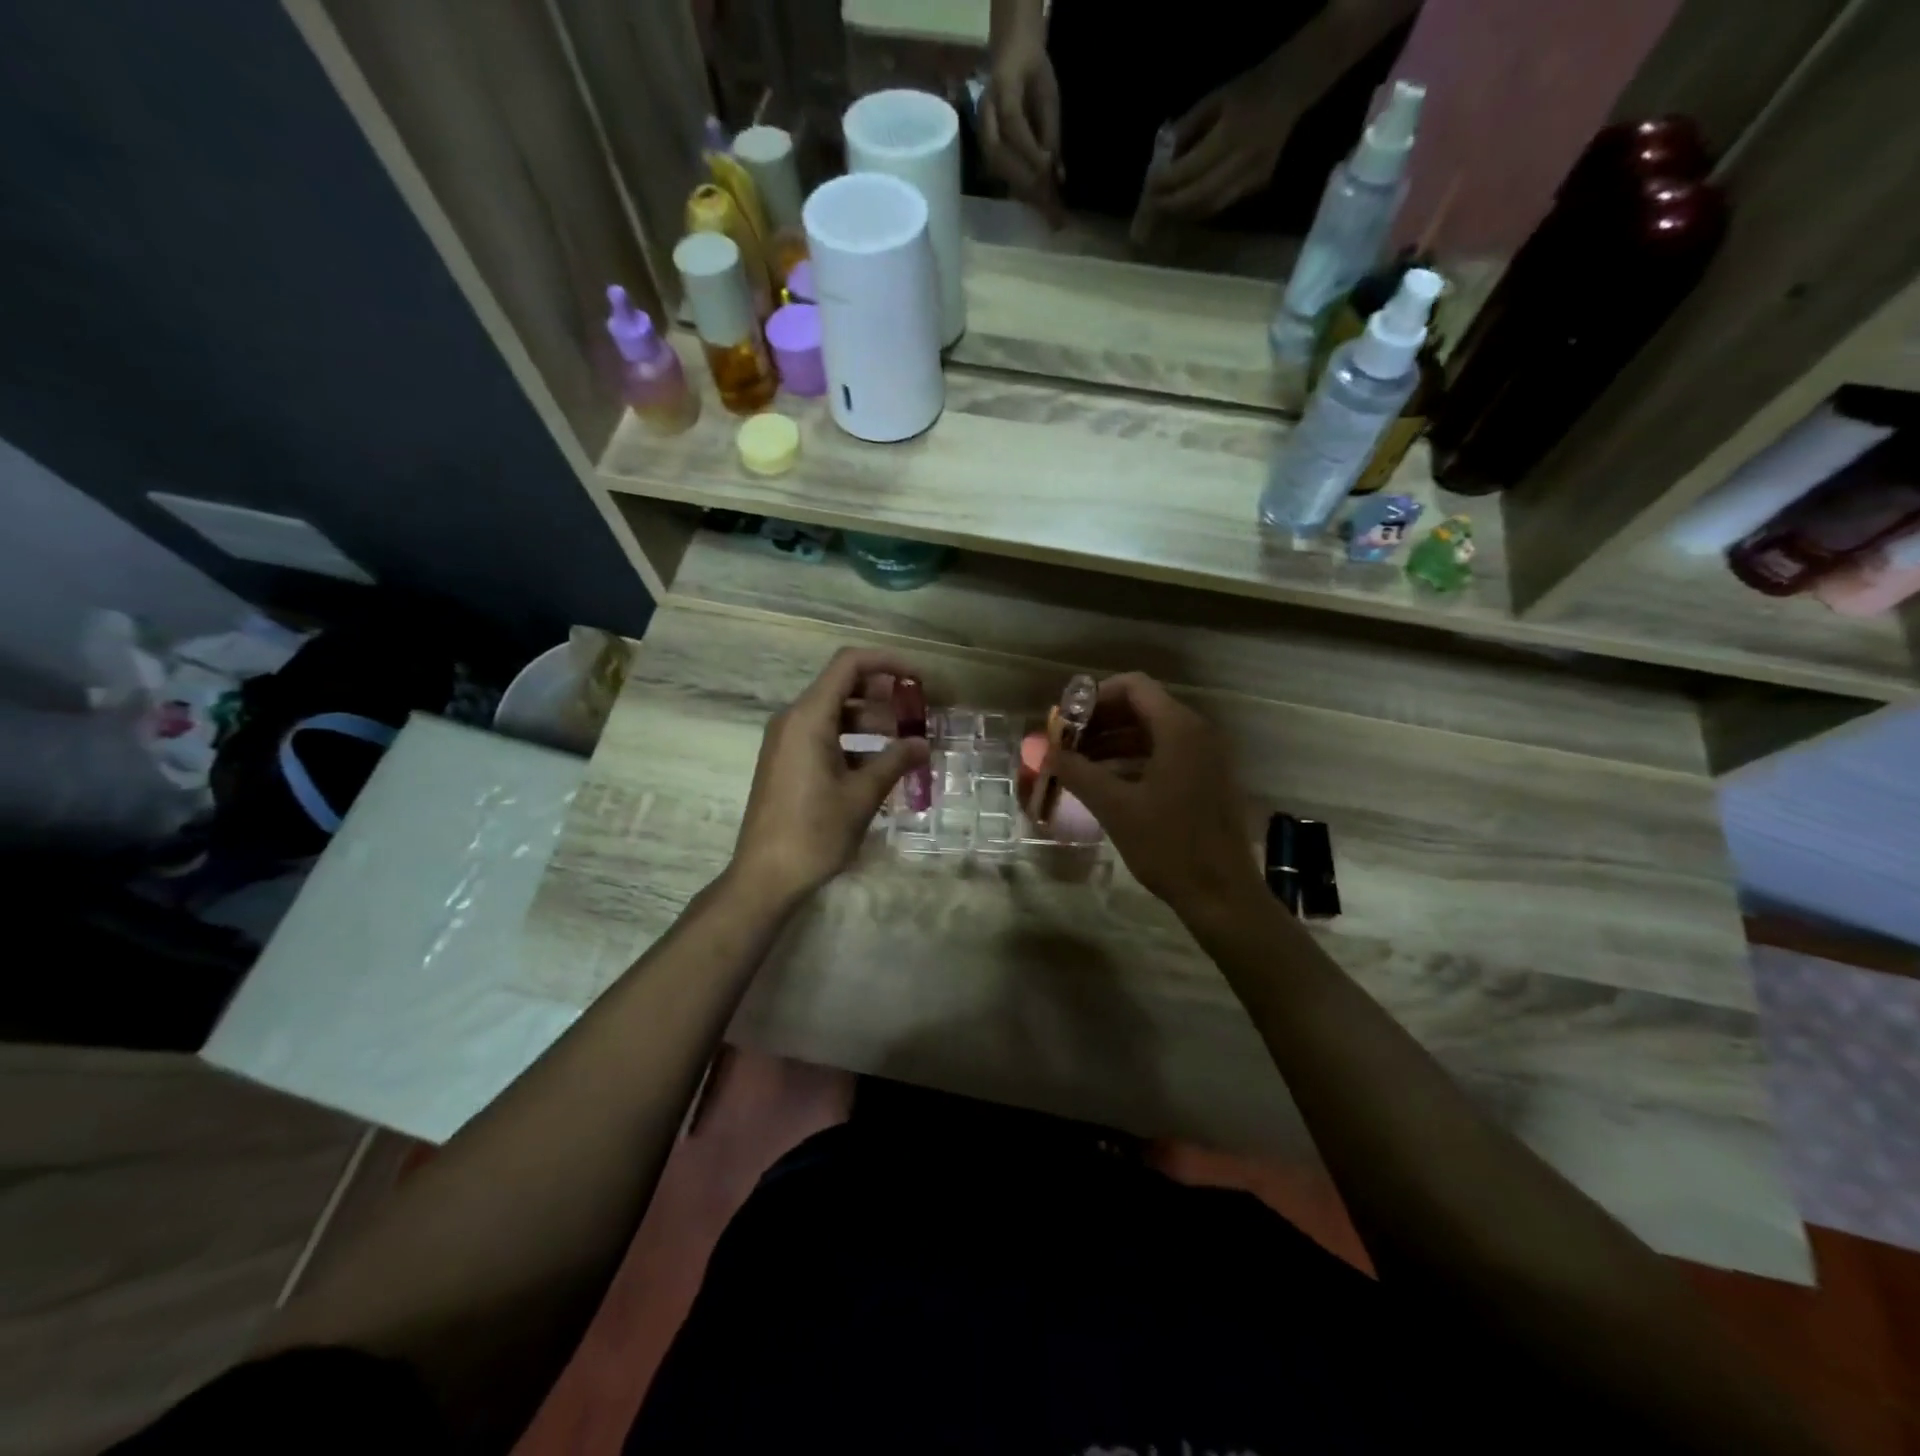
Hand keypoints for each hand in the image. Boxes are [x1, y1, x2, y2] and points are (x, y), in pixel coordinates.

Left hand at [729, 648, 928, 907]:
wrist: (765, 876)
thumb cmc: (815, 832)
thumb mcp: (862, 796)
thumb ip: (895, 762)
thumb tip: (922, 743)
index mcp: (809, 717)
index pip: (849, 664)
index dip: (887, 663)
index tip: (919, 679)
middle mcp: (793, 720)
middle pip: (842, 687)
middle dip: (884, 695)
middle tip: (918, 715)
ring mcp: (786, 741)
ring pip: (834, 714)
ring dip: (871, 721)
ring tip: (905, 743)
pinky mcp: (786, 762)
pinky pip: (823, 736)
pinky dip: (853, 742)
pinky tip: (880, 766)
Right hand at [979, 23, 1063, 223]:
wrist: (1011, 53)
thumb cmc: (1033, 69)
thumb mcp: (1048, 95)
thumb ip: (1051, 132)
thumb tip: (1057, 175)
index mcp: (1002, 88)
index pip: (1013, 125)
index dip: (1030, 151)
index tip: (1049, 171)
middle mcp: (985, 113)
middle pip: (999, 155)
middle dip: (1024, 180)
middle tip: (1048, 203)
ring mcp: (981, 131)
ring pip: (996, 167)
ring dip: (1019, 189)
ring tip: (1042, 207)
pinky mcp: (985, 146)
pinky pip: (998, 171)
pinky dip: (1016, 187)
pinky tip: (1033, 200)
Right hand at [1046, 673, 1264, 922]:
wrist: (1222, 895)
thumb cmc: (1169, 846)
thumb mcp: (1115, 807)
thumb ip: (1077, 771)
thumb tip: (1043, 750)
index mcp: (1179, 729)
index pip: (1133, 686)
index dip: (1094, 697)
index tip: (1065, 722)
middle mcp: (1197, 732)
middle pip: (1141, 707)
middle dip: (1099, 722)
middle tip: (1066, 745)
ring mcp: (1205, 756)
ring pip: (1151, 733)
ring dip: (1113, 742)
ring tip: (1077, 766)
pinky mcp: (1206, 779)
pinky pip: (1164, 754)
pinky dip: (1132, 760)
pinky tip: (1105, 783)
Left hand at [1149, 63, 1305, 220]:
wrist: (1290, 89)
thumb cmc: (1246, 90)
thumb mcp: (1212, 100)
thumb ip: (1185, 130)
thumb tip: (1160, 159)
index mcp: (1230, 134)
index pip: (1190, 170)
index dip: (1166, 182)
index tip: (1149, 186)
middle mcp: (1242, 160)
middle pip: (1198, 196)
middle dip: (1171, 204)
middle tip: (1151, 205)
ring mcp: (1252, 177)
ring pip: (1209, 207)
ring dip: (1184, 211)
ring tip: (1166, 208)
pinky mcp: (1257, 186)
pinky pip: (1222, 204)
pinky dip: (1200, 207)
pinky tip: (1188, 203)